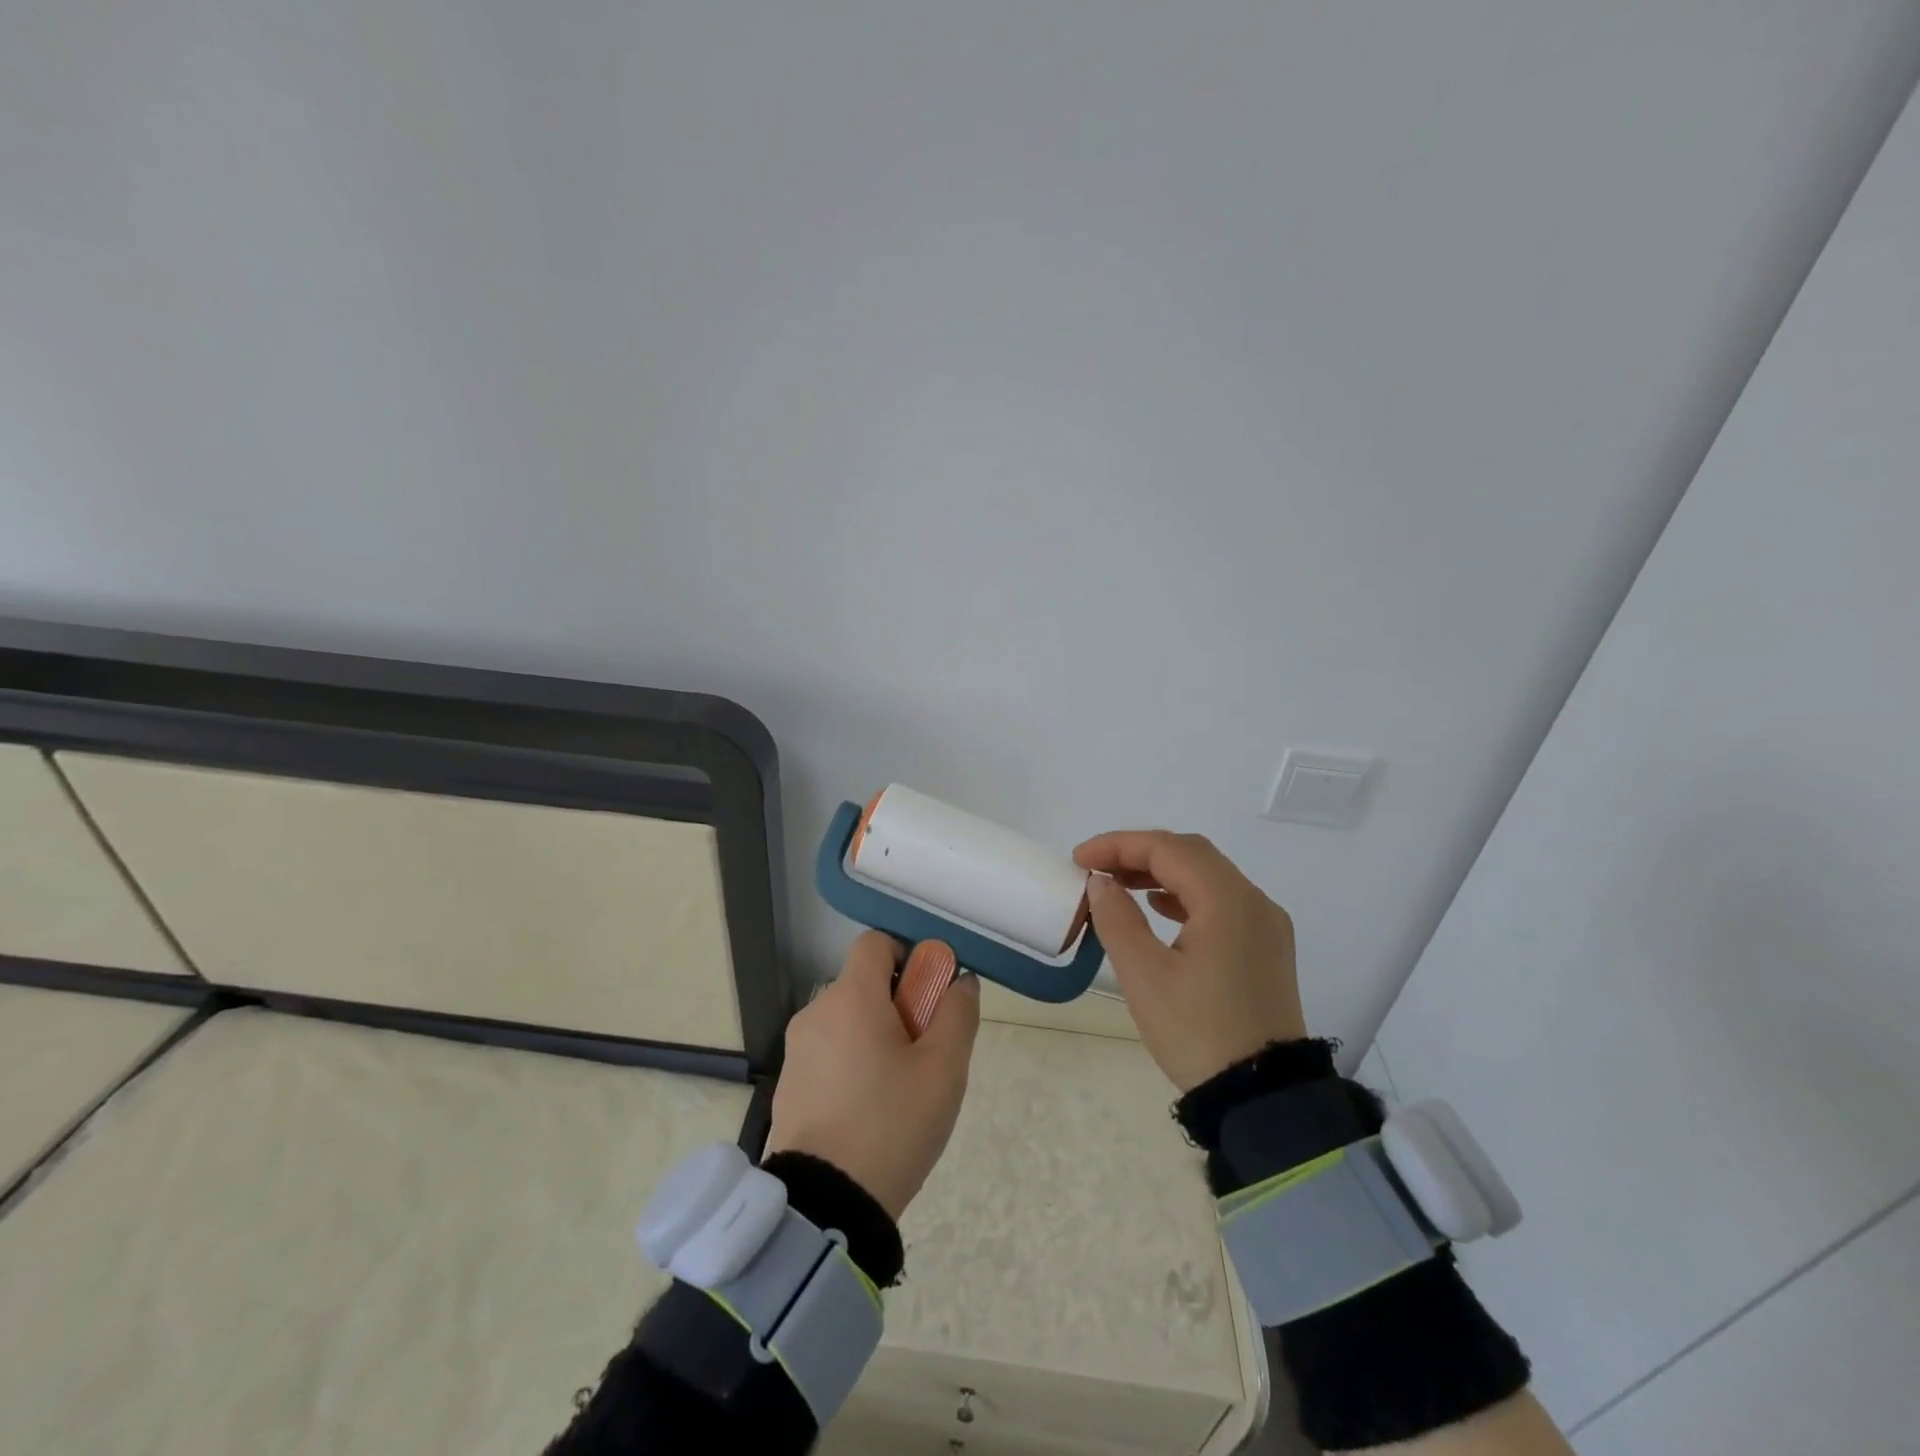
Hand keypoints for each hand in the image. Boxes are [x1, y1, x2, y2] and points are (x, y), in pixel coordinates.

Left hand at [764, 931, 980, 1220]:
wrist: (826, 1206)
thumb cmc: (892, 1124)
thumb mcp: (944, 1069)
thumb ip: (957, 1014)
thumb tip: (961, 981)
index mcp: (851, 997)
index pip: (875, 943)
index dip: (907, 957)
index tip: (927, 998)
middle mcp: (816, 1012)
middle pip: (863, 985)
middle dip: (898, 1005)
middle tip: (924, 1053)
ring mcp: (797, 1050)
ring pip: (847, 1021)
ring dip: (876, 1037)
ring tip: (900, 1090)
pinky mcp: (788, 1085)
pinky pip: (829, 1053)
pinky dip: (851, 1064)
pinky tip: (869, 1112)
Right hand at [1074, 830, 1306, 1092]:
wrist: (1264, 1099)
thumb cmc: (1198, 1033)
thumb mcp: (1145, 976)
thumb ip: (1117, 919)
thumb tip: (1101, 883)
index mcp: (1228, 901)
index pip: (1167, 849)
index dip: (1118, 845)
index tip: (1079, 860)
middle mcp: (1254, 901)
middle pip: (1191, 854)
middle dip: (1139, 853)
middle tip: (1095, 869)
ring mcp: (1265, 925)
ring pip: (1208, 876)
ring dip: (1161, 872)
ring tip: (1118, 885)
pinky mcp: (1266, 948)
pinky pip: (1221, 902)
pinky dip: (1185, 894)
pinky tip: (1159, 908)